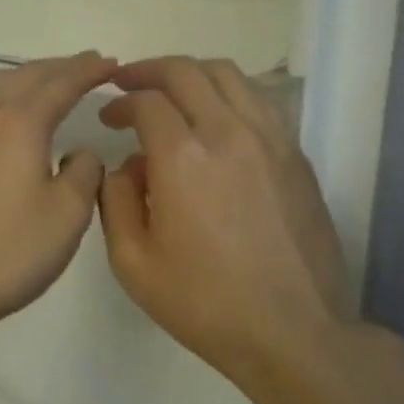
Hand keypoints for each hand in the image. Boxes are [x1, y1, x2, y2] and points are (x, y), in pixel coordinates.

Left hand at [0, 51, 116, 343]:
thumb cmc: (6, 252)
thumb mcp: (66, 215)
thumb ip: (84, 173)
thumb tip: (80, 153)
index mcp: (19, 123)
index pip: (60, 83)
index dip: (89, 70)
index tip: (112, 63)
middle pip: (25, 75)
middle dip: (60, 67)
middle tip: (89, 65)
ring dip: (29, 76)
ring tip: (53, 83)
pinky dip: (7, 96)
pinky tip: (14, 118)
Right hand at [97, 57, 385, 403]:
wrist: (293, 332)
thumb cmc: (204, 303)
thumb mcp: (133, 262)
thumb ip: (114, 201)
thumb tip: (125, 166)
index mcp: (182, 157)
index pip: (145, 101)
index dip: (119, 102)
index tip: (107, 117)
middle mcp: (228, 132)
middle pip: (186, 71)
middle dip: (148, 70)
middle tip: (127, 83)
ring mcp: (270, 139)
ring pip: (228, 75)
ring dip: (191, 74)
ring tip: (171, 91)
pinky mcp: (296, 154)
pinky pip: (259, 100)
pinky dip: (228, 93)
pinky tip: (216, 117)